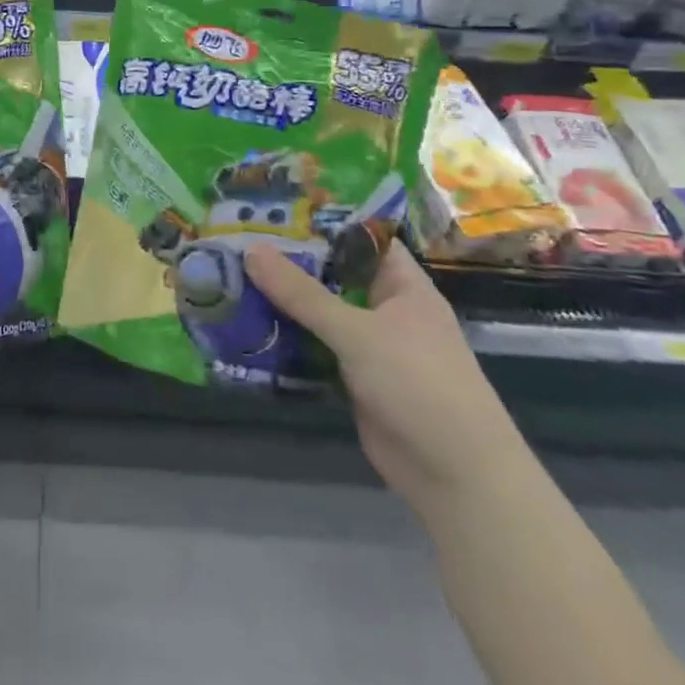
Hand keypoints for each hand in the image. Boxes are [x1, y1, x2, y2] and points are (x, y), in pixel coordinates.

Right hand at [246, 238, 528, 518]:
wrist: (455, 476)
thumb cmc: (419, 385)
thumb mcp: (358, 332)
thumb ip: (303, 293)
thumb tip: (251, 250)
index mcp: (402, 285)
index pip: (360, 238)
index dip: (321, 221)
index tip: (273, 207)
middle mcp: (385, 309)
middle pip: (331, 274)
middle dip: (288, 261)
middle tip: (236, 239)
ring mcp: (368, 345)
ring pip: (317, 312)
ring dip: (281, 301)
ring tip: (230, 275)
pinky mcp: (351, 377)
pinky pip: (313, 347)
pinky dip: (285, 338)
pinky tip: (246, 325)